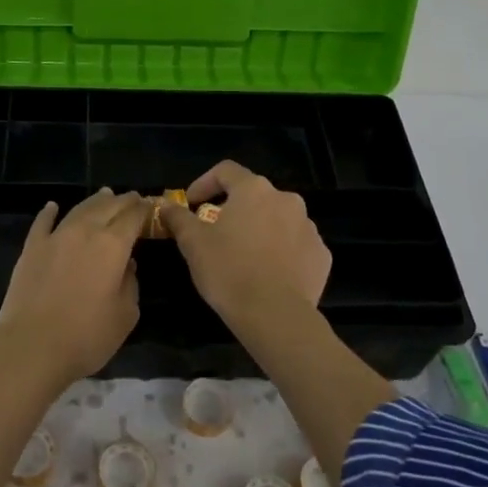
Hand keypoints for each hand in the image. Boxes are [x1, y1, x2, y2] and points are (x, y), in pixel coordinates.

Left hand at [0, 188, 148, 384]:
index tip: (151, 206)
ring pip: (79, 209)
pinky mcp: (31, 248)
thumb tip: (127, 265)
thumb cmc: (86, 336)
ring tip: (105, 195)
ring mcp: (55, 237)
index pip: (133, 217)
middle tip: (133, 198)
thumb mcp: (125, 316)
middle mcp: (85, 231)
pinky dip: (49, 212)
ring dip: (95, 201)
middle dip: (123, 201)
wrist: (32, 347)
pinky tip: (53, 206)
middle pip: (108, 207)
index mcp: (113, 245)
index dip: (144, 209)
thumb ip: (130, 284)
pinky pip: (43, 222)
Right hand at [160, 160, 330, 329]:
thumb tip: (166, 206)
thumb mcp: (193, 243)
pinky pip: (296, 245)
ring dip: (260, 229)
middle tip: (216, 233)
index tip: (191, 204)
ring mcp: (308, 227)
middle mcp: (286, 199)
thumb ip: (178, 218)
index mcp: (254, 190)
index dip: (204, 183)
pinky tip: (268, 273)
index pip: (226, 171)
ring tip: (244, 256)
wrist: (275, 316)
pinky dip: (281, 252)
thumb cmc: (229, 271)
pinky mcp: (321, 255)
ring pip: (278, 220)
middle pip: (254, 195)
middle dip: (234, 209)